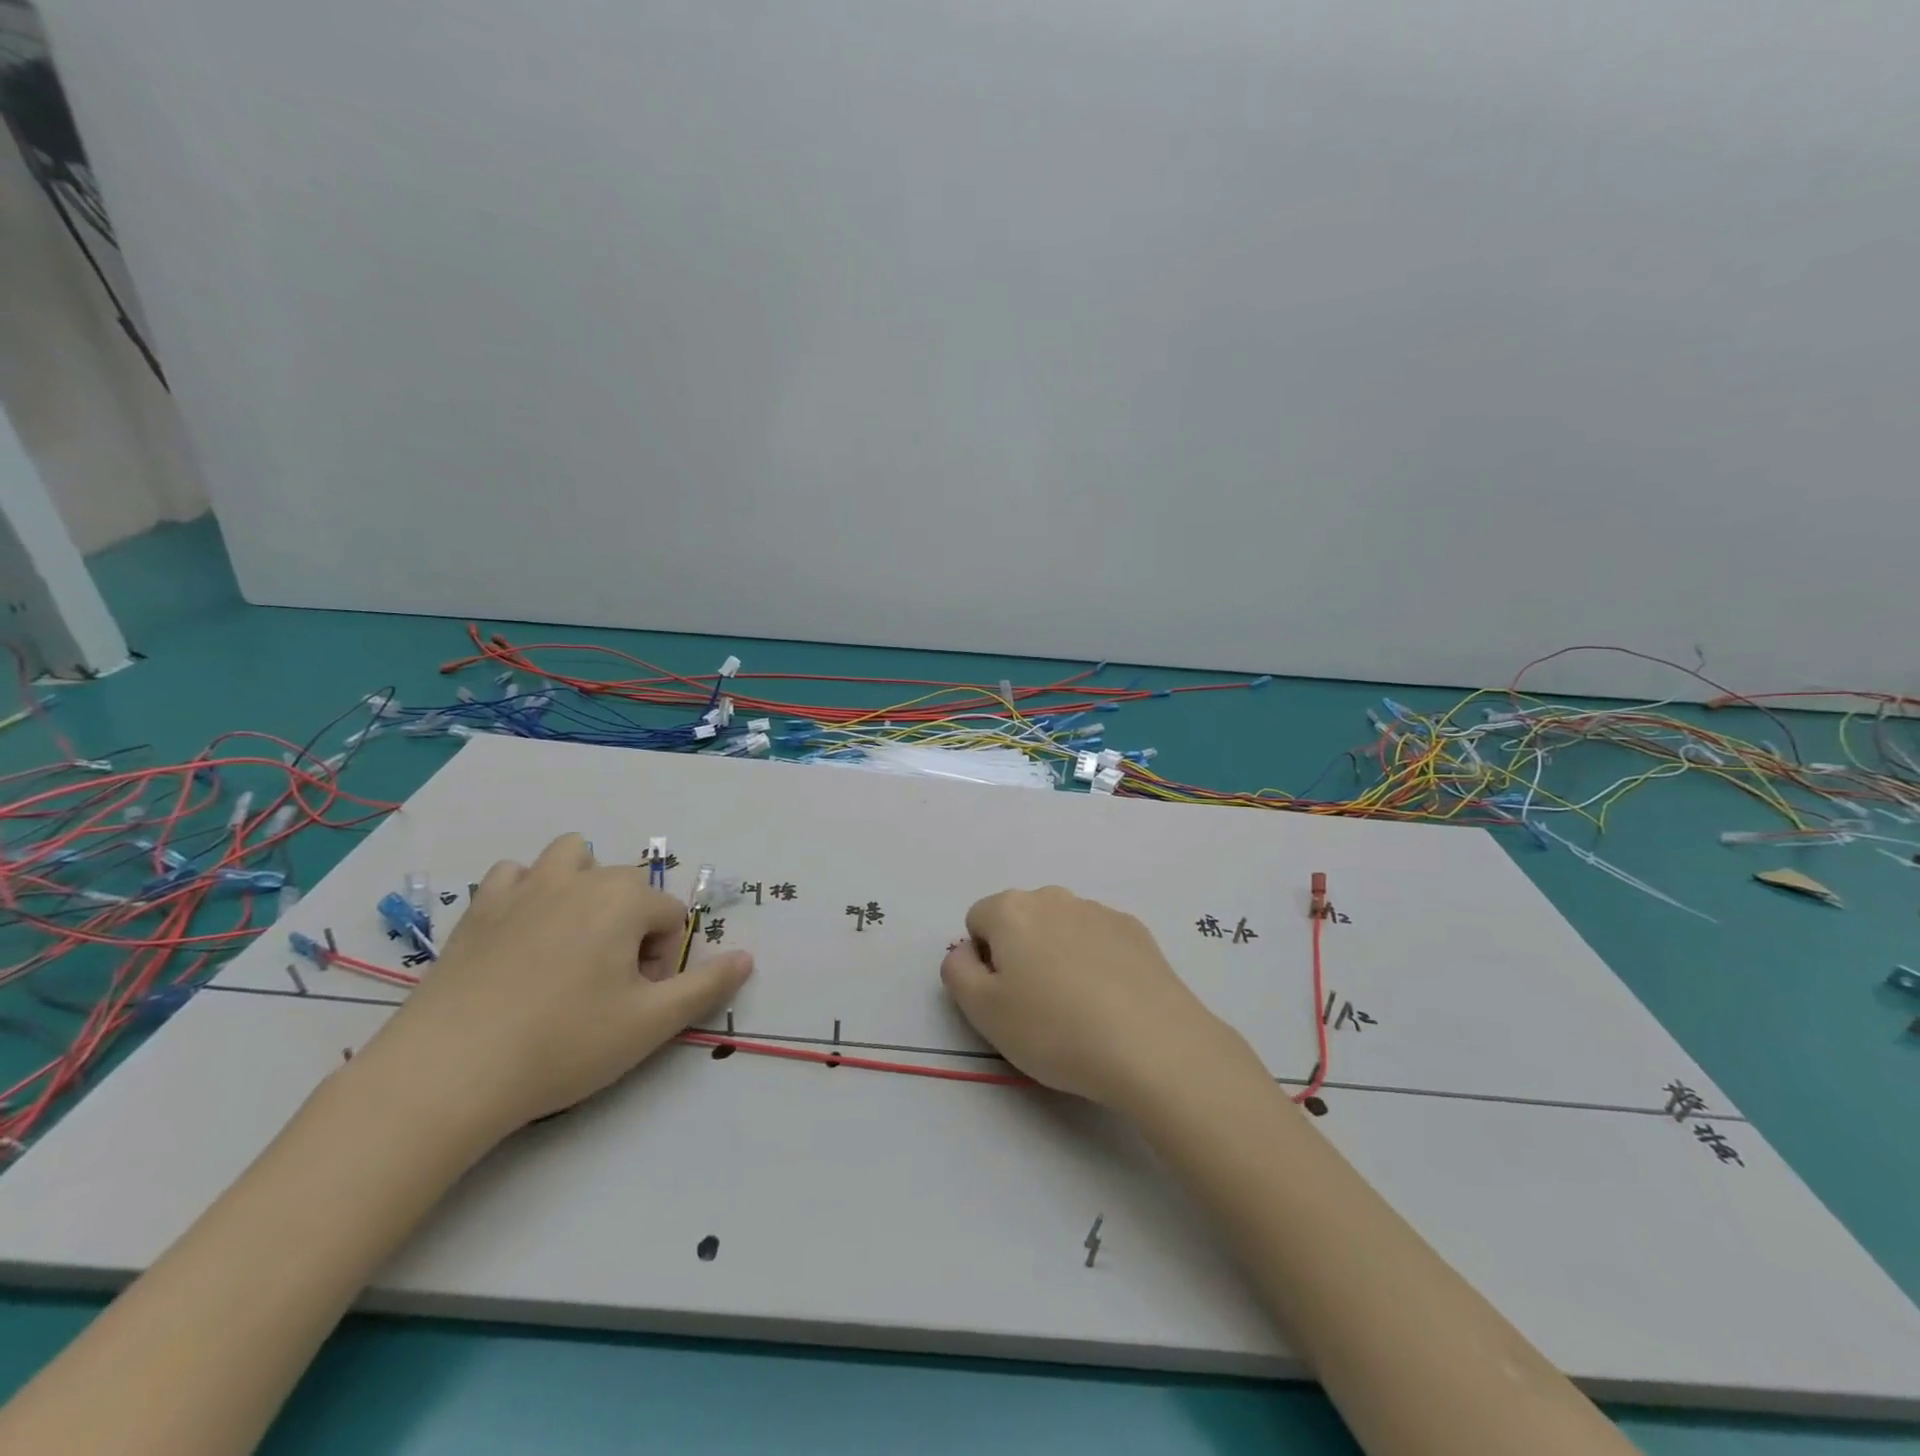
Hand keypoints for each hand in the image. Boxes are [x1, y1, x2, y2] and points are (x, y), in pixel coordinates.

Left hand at [360, 833, 753, 1137]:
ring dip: (584, 885)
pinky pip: (514, 875)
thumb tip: (748, 958)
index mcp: (624, 900)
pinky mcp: (479, 908)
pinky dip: (528, 891)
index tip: (637, 1002)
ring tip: (574, 940)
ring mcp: (524, 887)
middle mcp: (579, 878)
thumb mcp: (651, 1024)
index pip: (669, 917)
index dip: (664, 961)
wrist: (448, 1073)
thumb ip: (707, 986)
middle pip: (628, 885)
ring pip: (571, 857)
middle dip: (632, 925)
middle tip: (610, 983)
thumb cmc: (563, 1044)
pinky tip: (523, 934)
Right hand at [940, 886, 1259, 1111]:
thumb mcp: (983, 1011)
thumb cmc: (1054, 1030)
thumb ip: (957, 972)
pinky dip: (1095, 962)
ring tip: (1079, 1010)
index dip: (983, 961)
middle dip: (1020, 954)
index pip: (977, 920)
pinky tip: (1111, 1002)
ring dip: (1058, 956)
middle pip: (1020, 920)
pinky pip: (1098, 940)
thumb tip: (966, 952)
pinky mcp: (1136, 930)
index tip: (1003, 998)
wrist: (1153, 1045)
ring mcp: (1099, 911)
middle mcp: (1054, 897)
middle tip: (1037, 1006)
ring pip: (1061, 929)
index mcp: (1012, 910)